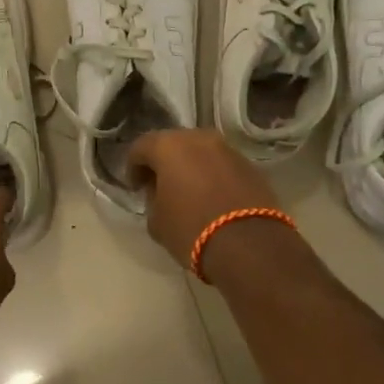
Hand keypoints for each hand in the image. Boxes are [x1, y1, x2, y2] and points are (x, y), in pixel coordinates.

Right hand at [127, 128, 281, 269]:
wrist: (249, 245)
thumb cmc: (191, 229)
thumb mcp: (157, 221)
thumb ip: (153, 200)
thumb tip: (160, 193)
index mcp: (169, 146)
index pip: (141, 147)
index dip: (133, 167)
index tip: (135, 188)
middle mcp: (199, 138)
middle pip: (173, 144)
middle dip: (164, 163)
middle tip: (159, 186)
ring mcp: (227, 149)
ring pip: (200, 152)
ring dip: (191, 167)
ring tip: (188, 192)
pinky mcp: (250, 165)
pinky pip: (221, 165)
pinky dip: (213, 176)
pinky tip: (212, 198)